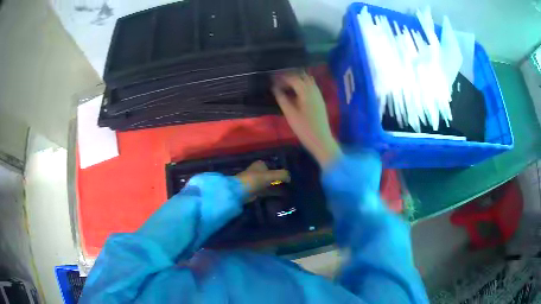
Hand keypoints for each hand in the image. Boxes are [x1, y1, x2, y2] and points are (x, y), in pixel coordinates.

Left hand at [236, 161, 289, 201]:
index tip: (289, 176)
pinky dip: (272, 193)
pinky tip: (280, 195)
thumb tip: (290, 177)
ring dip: (276, 186)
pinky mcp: (255, 191)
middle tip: (290, 184)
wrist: (240, 191)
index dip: (281, 170)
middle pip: (271, 175)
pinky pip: (266, 191)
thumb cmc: (255, 180)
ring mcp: (256, 181)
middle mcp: (258, 171)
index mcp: (260, 164)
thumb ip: (282, 174)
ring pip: (269, 183)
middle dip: (279, 179)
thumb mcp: (271, 175)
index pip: (273, 166)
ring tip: (287, 191)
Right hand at [272, 72, 340, 167]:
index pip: (293, 78)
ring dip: (297, 80)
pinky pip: (312, 87)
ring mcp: (318, 95)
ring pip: (308, 80)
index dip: (282, 78)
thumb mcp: (290, 114)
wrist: (321, 140)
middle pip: (302, 76)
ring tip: (286, 85)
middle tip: (279, 81)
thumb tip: (275, 88)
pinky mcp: (320, 101)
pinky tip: (297, 92)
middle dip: (290, 76)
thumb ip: (282, 99)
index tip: (272, 80)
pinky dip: (303, 85)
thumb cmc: (304, 128)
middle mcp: (314, 90)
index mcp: (306, 92)